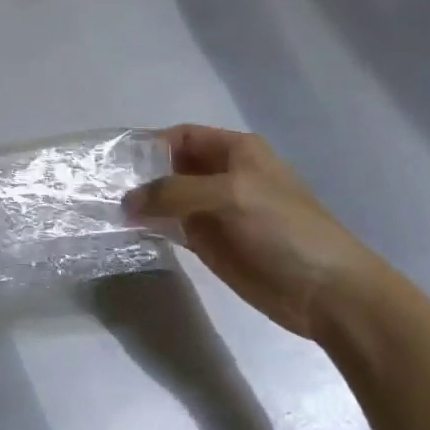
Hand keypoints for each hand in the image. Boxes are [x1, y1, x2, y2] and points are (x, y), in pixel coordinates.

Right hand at [129, 125, 392, 342]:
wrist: (330, 294)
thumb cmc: (284, 230)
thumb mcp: (229, 195)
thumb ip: (174, 192)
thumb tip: (126, 202)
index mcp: (235, 151)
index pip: (181, 136)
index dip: (149, 144)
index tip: (113, 160)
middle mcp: (222, 175)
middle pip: (170, 166)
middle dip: (140, 174)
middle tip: (99, 186)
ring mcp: (216, 211)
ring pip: (169, 198)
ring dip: (142, 202)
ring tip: (103, 207)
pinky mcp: (212, 243)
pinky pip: (174, 226)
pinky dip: (152, 226)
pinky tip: (128, 230)